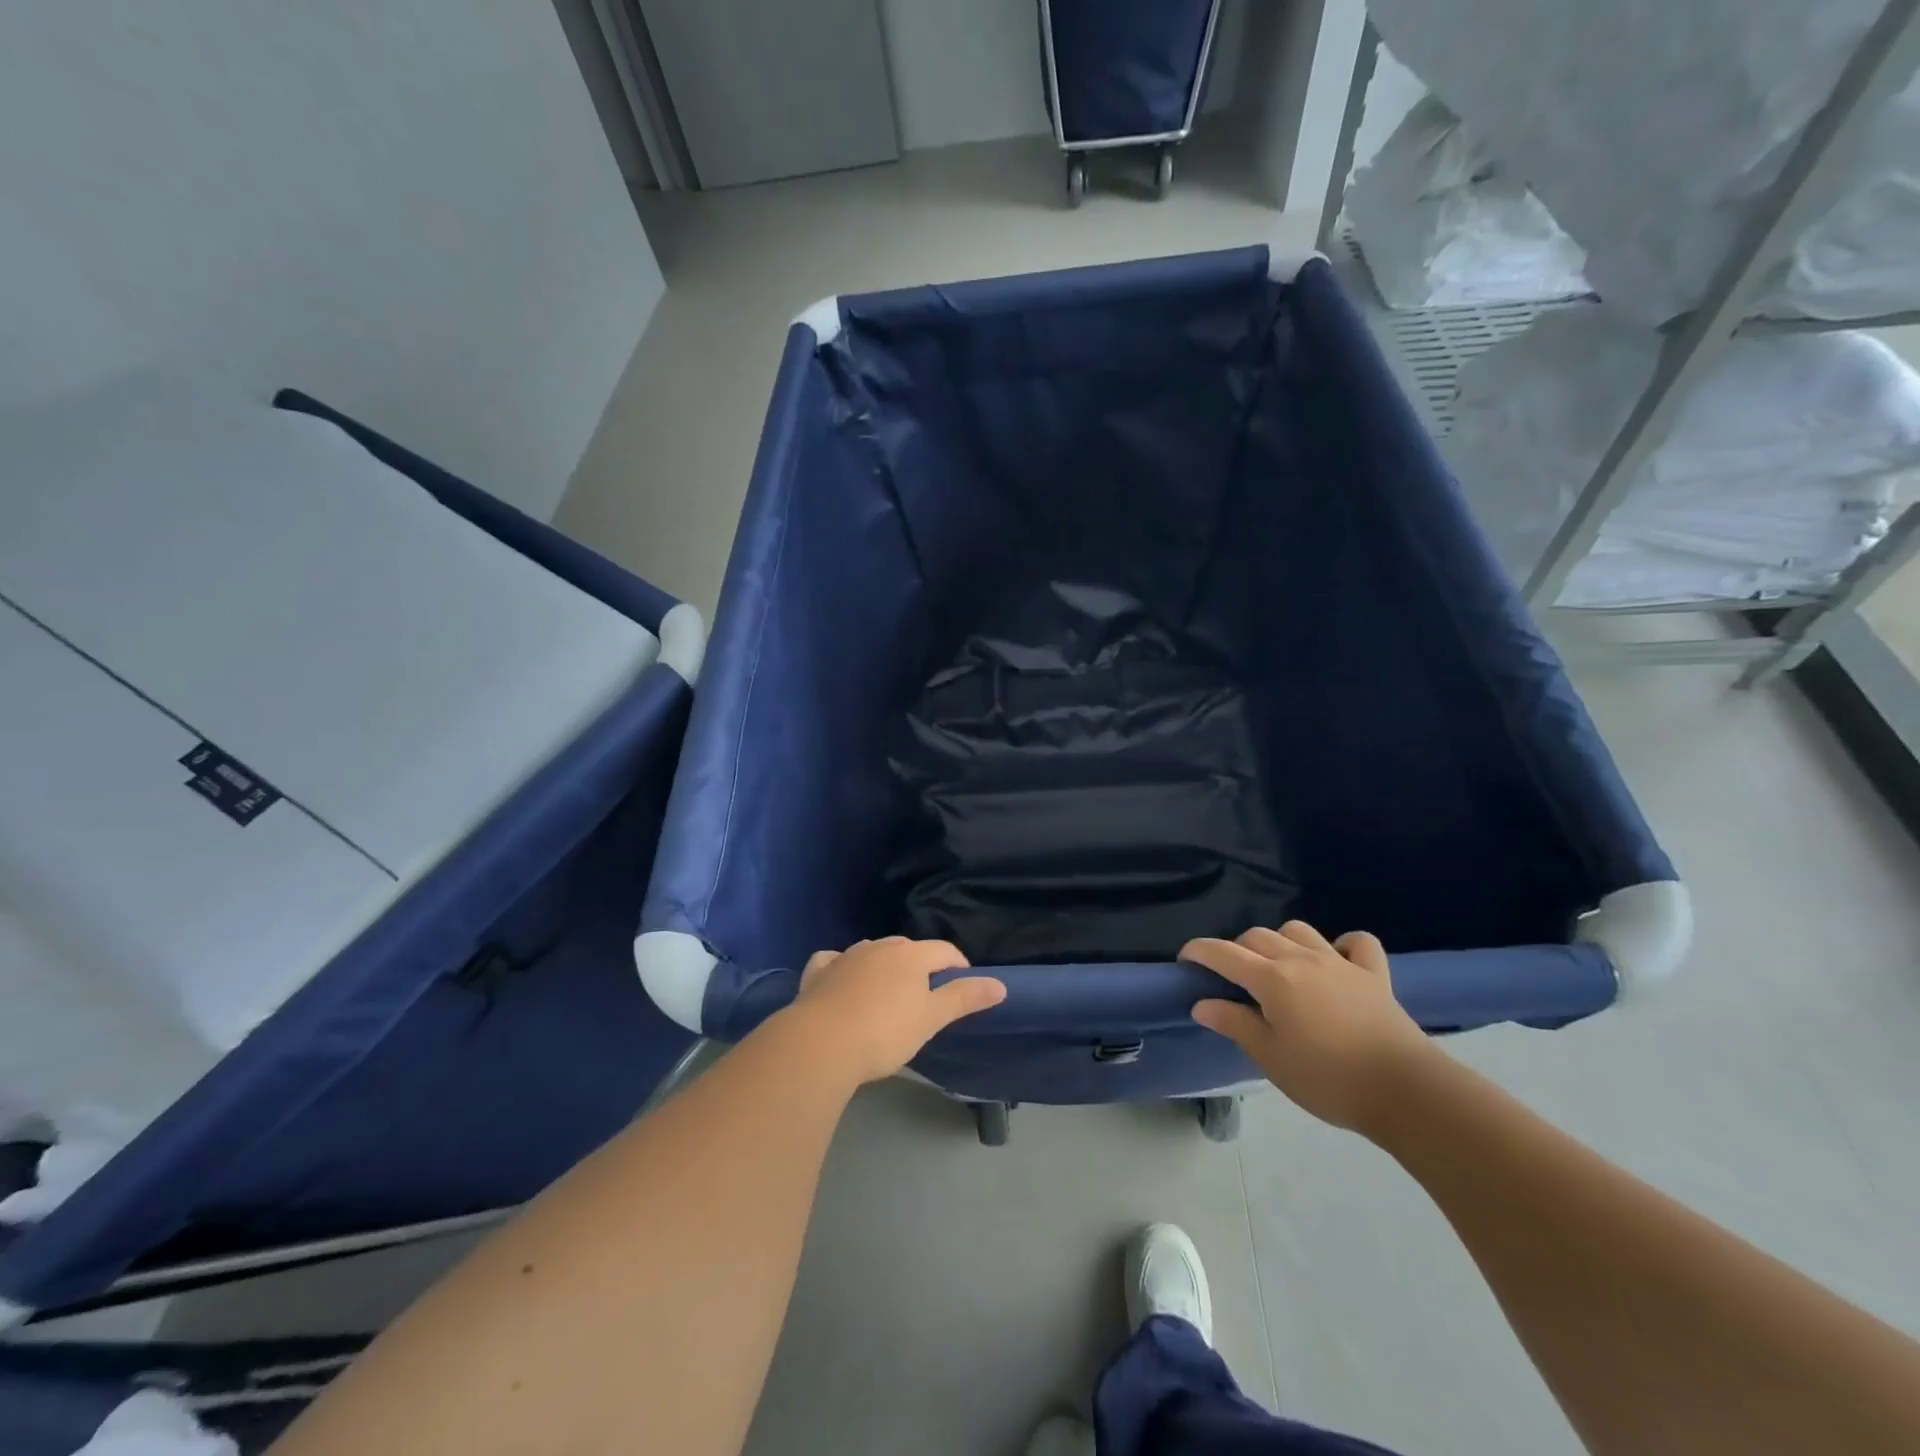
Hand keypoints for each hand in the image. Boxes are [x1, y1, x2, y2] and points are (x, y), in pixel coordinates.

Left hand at [787, 937, 1006, 1084]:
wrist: (821, 1044)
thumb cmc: (884, 1032)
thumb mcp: (931, 1018)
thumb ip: (964, 998)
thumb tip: (1000, 984)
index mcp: (910, 955)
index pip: (944, 950)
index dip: (958, 965)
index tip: (964, 985)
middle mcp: (879, 947)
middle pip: (908, 948)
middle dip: (921, 964)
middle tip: (925, 994)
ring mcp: (845, 956)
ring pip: (872, 952)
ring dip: (884, 965)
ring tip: (888, 992)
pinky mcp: (818, 972)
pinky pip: (834, 961)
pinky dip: (842, 967)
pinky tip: (841, 980)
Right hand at [1183, 921, 1433, 1133]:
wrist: (1404, 1091)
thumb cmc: (1327, 1077)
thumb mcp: (1270, 1057)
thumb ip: (1234, 1024)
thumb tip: (1201, 1003)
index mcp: (1272, 979)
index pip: (1223, 953)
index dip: (1199, 951)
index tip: (1185, 960)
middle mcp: (1301, 959)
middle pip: (1257, 937)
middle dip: (1236, 949)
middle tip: (1232, 979)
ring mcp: (1340, 963)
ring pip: (1298, 931)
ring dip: (1281, 942)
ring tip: (1279, 968)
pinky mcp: (1374, 975)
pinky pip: (1357, 943)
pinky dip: (1342, 945)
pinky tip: (1336, 962)